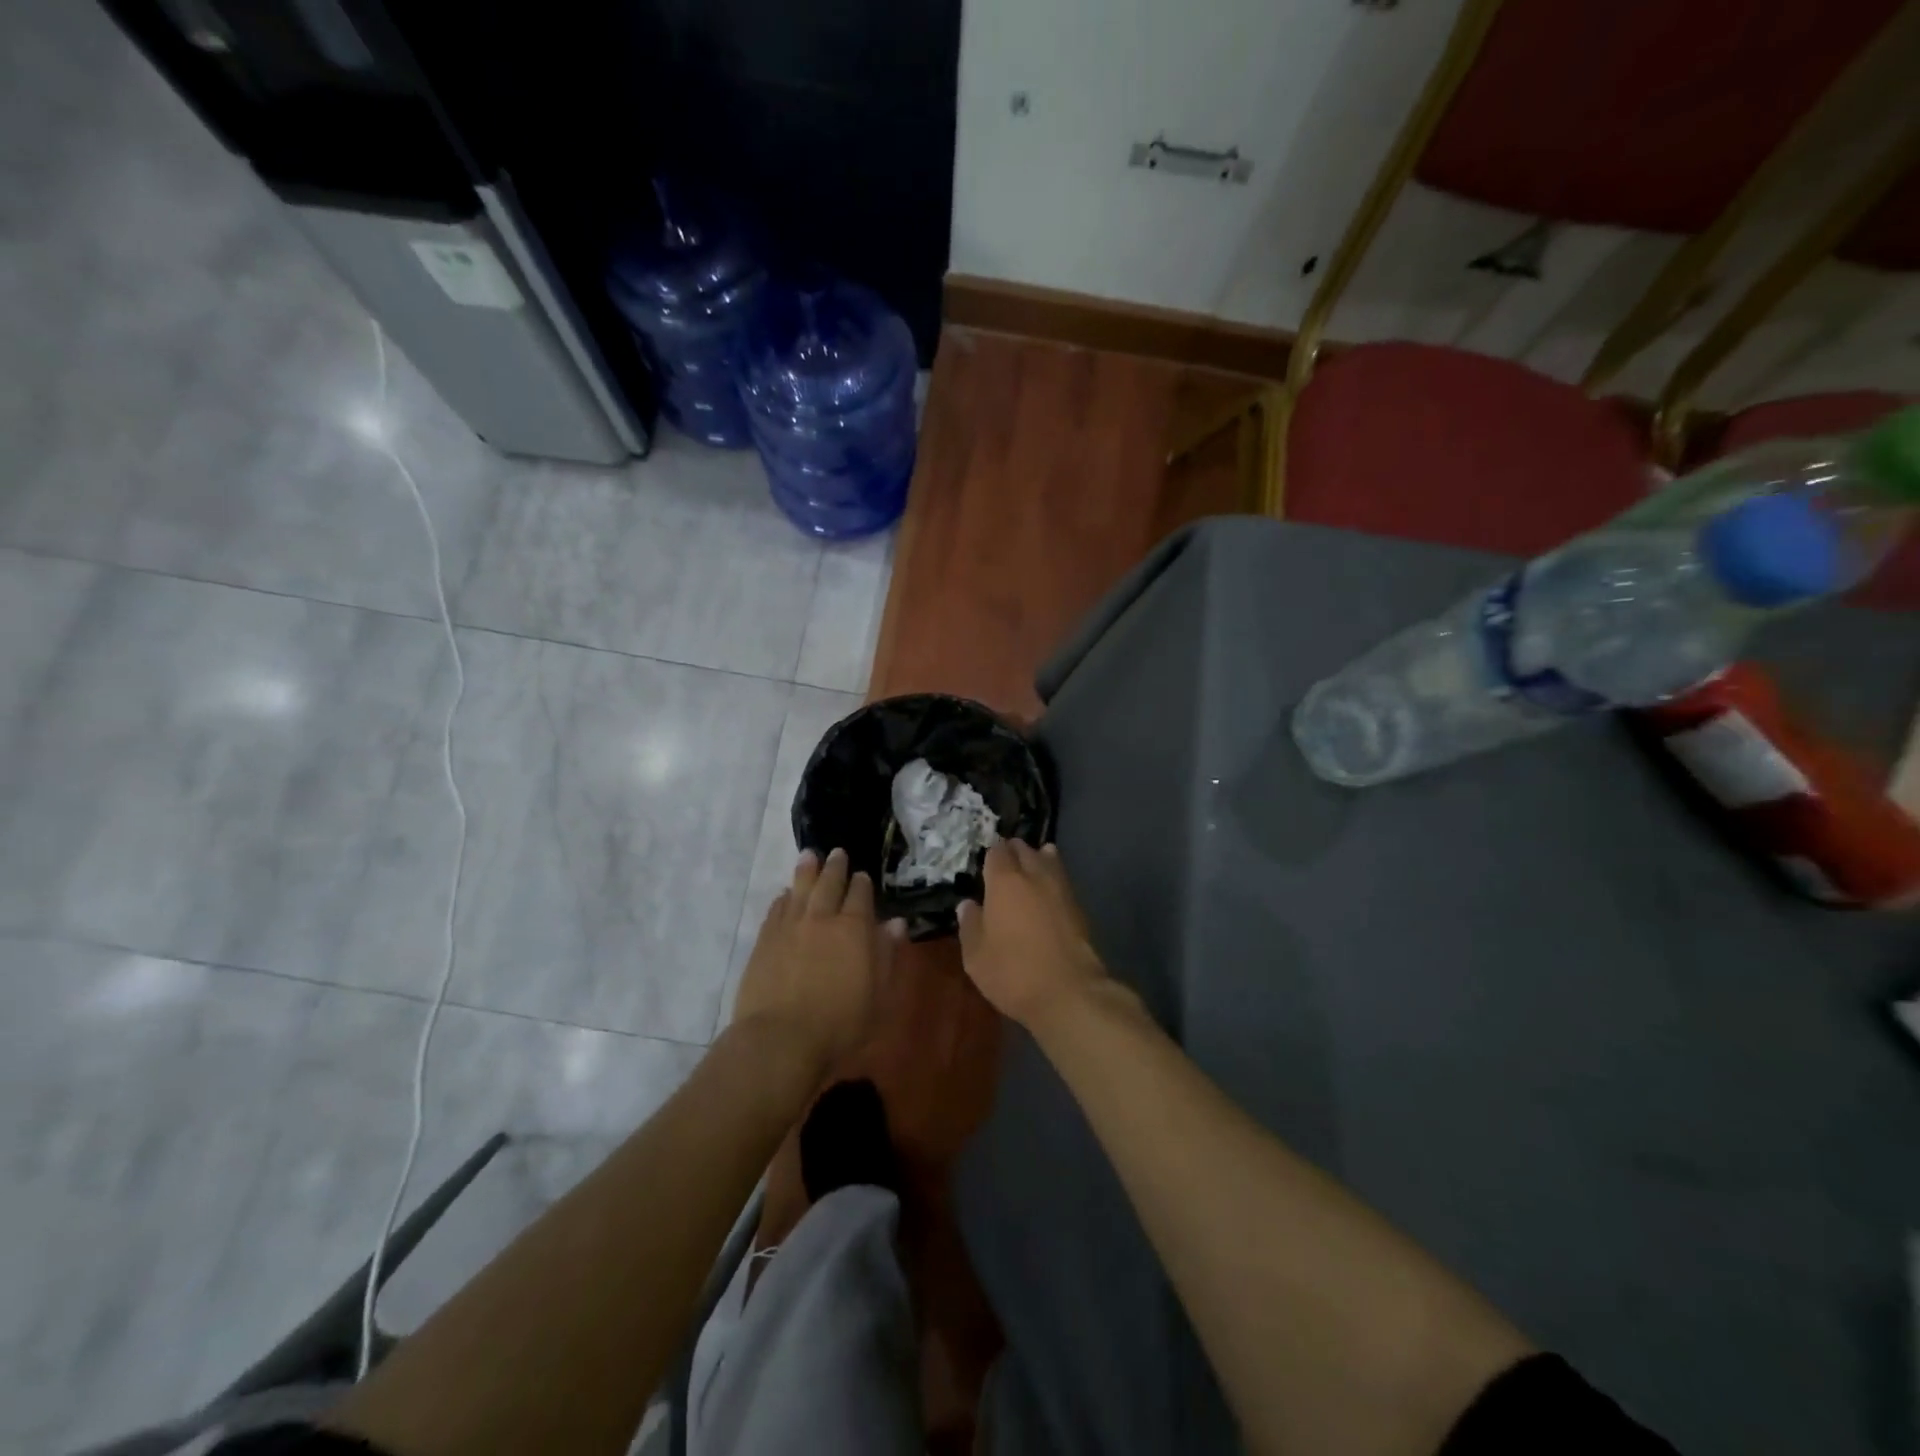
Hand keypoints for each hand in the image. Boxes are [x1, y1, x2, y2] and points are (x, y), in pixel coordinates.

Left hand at [733, 848, 901, 1071]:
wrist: (781, 1039)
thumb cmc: (840, 1023)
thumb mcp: (879, 994)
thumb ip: (887, 955)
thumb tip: (896, 923)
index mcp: (854, 928)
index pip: (861, 895)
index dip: (863, 883)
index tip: (863, 875)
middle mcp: (822, 918)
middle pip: (829, 883)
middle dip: (835, 867)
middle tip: (837, 853)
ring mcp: (790, 926)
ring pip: (800, 888)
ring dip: (807, 870)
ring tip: (809, 855)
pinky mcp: (765, 940)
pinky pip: (777, 909)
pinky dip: (784, 897)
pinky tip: (785, 894)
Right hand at [957, 840, 1106, 1029]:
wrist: (1069, 992)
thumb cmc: (1013, 972)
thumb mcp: (976, 956)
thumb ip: (970, 925)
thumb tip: (967, 905)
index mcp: (1004, 881)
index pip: (997, 851)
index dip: (990, 855)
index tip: (985, 865)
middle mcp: (1034, 875)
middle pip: (1024, 849)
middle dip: (1013, 852)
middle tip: (1004, 867)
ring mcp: (1061, 888)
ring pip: (1049, 859)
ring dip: (1038, 859)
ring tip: (1029, 871)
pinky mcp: (1079, 906)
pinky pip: (1062, 880)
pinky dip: (1053, 878)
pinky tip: (1047, 892)